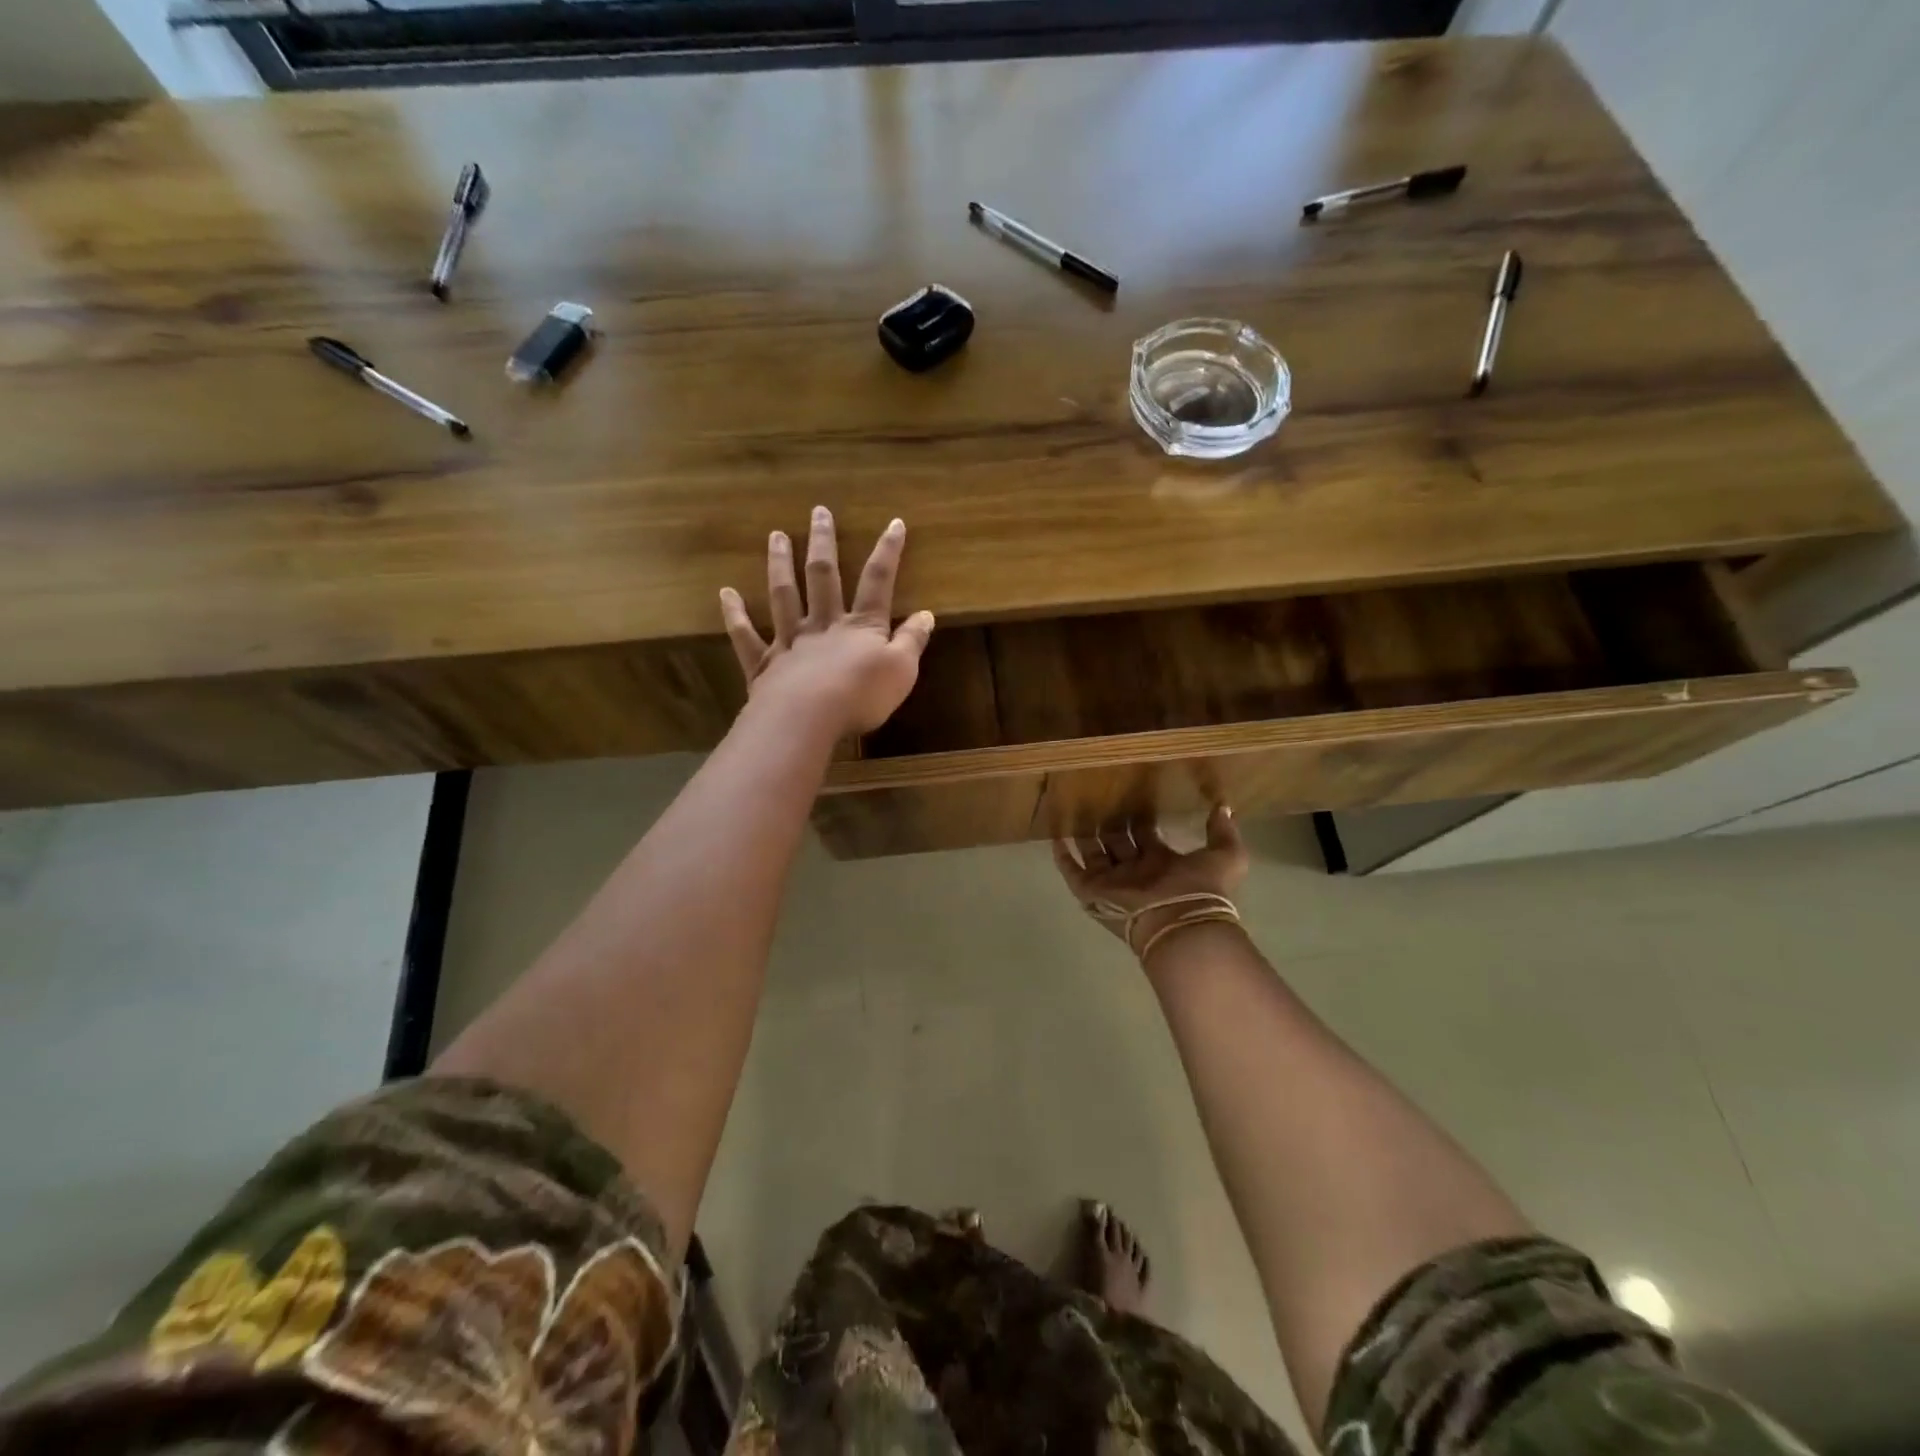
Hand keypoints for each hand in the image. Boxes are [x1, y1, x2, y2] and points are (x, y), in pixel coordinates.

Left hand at [719, 507, 935, 737]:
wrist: (808, 719)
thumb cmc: (861, 696)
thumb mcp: (902, 671)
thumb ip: (912, 641)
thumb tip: (926, 614)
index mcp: (861, 626)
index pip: (878, 581)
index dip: (888, 552)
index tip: (894, 523)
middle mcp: (823, 625)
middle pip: (824, 577)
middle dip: (823, 543)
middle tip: (818, 512)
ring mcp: (790, 641)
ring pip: (784, 596)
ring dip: (780, 564)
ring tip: (776, 536)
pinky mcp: (765, 664)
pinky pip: (747, 636)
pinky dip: (735, 615)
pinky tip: (726, 593)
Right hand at [1053, 807, 1248, 959]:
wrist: (1179, 922)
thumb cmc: (1200, 888)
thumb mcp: (1226, 856)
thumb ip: (1224, 832)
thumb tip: (1223, 807)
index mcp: (1162, 862)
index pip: (1147, 836)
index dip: (1141, 818)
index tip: (1133, 794)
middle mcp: (1135, 871)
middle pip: (1118, 842)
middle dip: (1110, 823)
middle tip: (1099, 796)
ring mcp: (1112, 882)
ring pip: (1094, 853)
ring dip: (1085, 834)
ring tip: (1074, 809)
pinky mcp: (1092, 891)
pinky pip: (1072, 872)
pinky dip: (1063, 857)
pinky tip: (1055, 837)